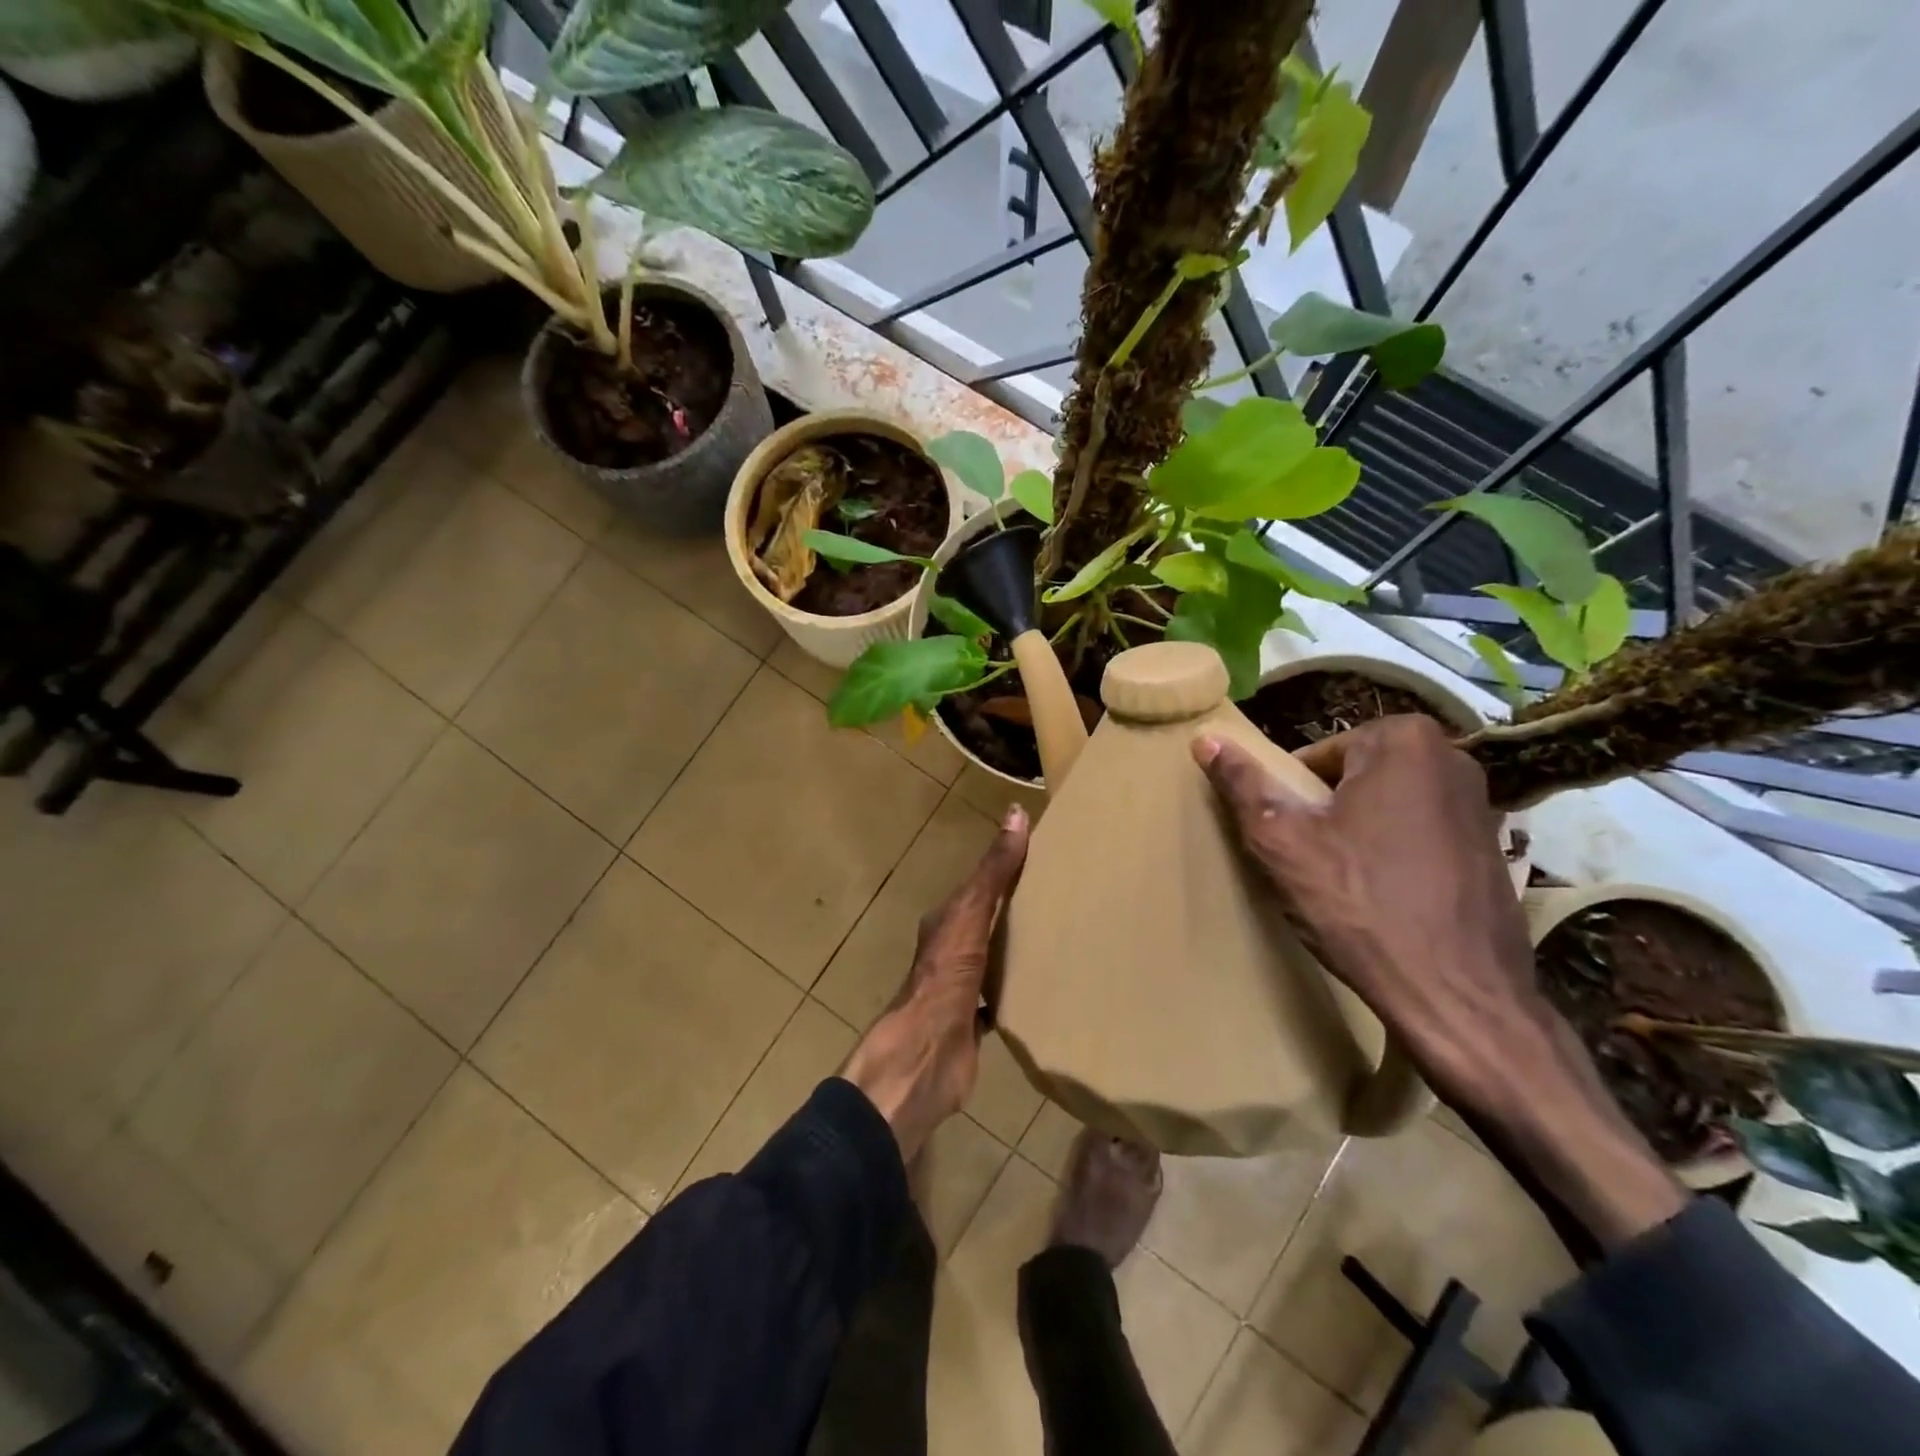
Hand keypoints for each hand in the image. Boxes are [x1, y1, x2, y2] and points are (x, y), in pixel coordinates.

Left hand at [841, 805, 1029, 1159]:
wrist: (926, 1053)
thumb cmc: (947, 976)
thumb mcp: (972, 913)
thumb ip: (994, 870)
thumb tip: (1016, 813)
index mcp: (947, 921)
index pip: (979, 885)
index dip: (1006, 869)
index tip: (1043, 857)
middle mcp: (951, 951)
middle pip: (986, 922)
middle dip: (1015, 911)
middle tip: (1062, 898)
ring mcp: (960, 988)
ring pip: (992, 960)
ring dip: (1015, 951)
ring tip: (1058, 940)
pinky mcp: (973, 1023)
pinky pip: (999, 1000)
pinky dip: (1017, 992)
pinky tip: (1044, 991)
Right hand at [1193, 716, 1684, 1248]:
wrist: (1472, 1020)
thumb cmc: (1368, 922)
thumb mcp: (1284, 849)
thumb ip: (1244, 788)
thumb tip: (1201, 741)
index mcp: (1400, 745)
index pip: (1311, 754)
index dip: (1283, 801)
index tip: (1275, 848)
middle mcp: (1449, 763)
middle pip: (1345, 780)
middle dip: (1314, 820)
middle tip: (1295, 872)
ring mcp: (1476, 811)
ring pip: (1377, 812)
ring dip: (1345, 843)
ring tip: (1326, 895)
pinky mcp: (1487, 857)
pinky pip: (1408, 840)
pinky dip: (1380, 863)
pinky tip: (1369, 912)